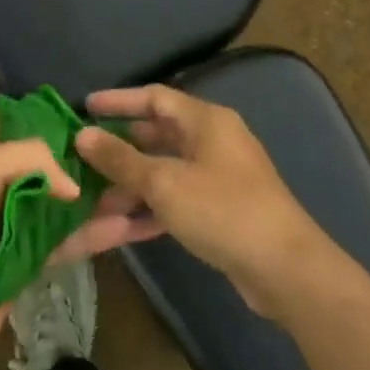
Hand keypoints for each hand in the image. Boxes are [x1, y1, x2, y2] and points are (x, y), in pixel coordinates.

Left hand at [0, 127, 147, 369]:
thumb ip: (29, 158)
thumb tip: (73, 184)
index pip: (24, 131)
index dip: (58, 127)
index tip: (99, 125)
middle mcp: (0, 186)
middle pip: (52, 169)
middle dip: (90, 165)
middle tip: (135, 160)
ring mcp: (15, 227)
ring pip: (65, 206)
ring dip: (101, 201)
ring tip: (145, 192)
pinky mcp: (29, 264)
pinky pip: (67, 242)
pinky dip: (95, 234)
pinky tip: (130, 229)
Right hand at [75, 85, 325, 316]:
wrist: (288, 272)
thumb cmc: (224, 210)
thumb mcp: (164, 183)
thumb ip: (120, 158)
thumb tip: (81, 134)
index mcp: (205, 120)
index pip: (153, 97)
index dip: (118, 101)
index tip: (85, 107)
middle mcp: (212, 141)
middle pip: (156, 136)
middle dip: (119, 149)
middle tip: (83, 157)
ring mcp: (218, 178)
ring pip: (163, 172)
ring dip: (130, 185)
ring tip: (93, 200)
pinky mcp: (220, 212)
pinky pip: (176, 200)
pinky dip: (150, 209)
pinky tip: (120, 227)